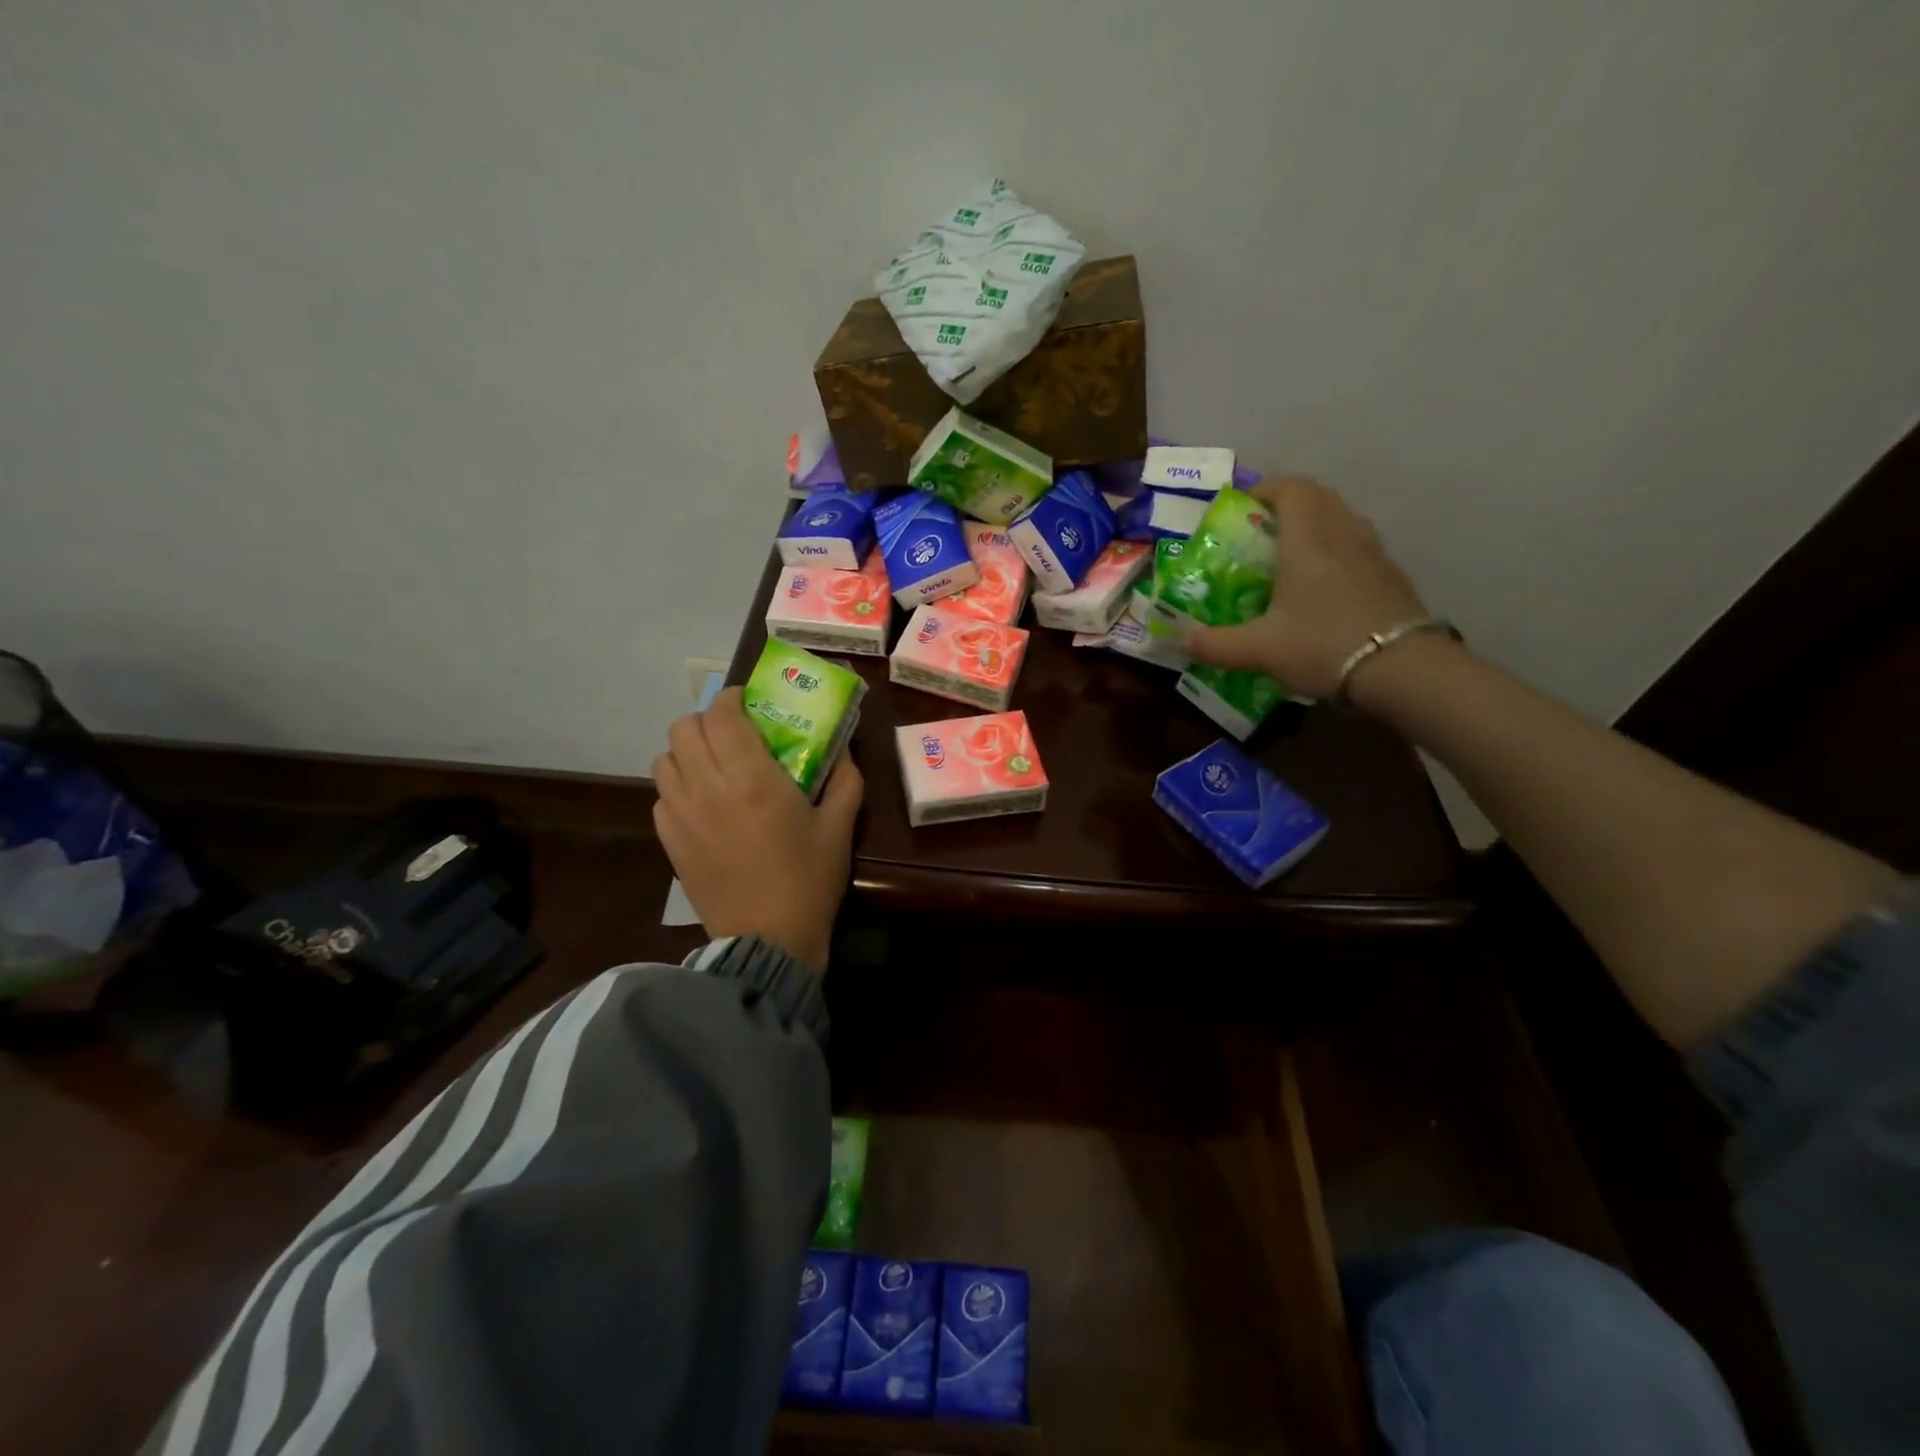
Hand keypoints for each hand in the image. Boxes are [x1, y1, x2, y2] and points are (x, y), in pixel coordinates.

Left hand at [651, 688, 863, 972]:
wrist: (768, 941)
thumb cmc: (808, 880)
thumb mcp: (840, 826)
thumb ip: (845, 780)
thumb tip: (843, 750)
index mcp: (751, 777)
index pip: (721, 714)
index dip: (731, 699)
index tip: (748, 704)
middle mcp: (708, 787)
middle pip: (683, 728)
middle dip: (707, 721)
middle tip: (733, 735)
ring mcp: (681, 816)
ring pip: (664, 759)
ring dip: (688, 752)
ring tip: (714, 767)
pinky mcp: (670, 842)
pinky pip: (661, 796)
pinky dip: (678, 787)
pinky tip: (702, 804)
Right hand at [1185, 478, 1432, 700]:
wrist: (1403, 670)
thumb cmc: (1323, 646)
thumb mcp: (1259, 650)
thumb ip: (1215, 644)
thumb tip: (1182, 640)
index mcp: (1307, 541)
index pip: (1291, 489)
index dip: (1266, 490)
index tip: (1243, 508)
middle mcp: (1342, 535)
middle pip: (1319, 497)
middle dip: (1288, 504)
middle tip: (1261, 530)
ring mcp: (1373, 554)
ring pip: (1342, 519)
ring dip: (1316, 524)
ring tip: (1291, 555)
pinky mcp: (1391, 576)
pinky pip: (1358, 545)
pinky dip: (1336, 549)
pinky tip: (1324, 586)